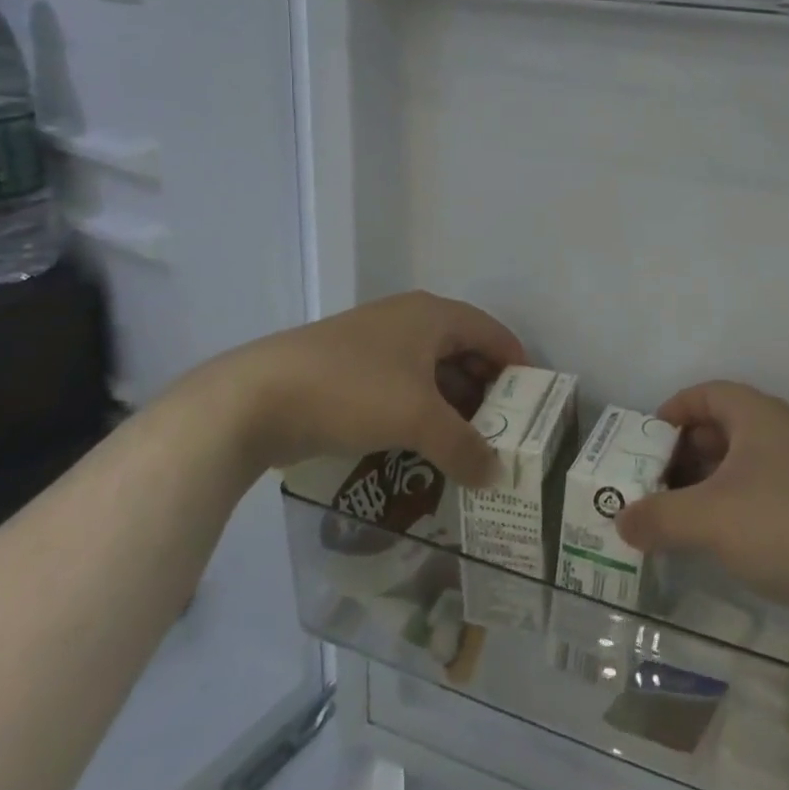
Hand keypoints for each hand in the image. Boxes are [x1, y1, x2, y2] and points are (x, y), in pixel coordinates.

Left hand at [183, 291, 525, 485]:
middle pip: (464, 351)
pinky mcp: (349, 370)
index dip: (518, 365)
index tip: (534, 404)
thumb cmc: (351, 391)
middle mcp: (408, 320)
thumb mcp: (417, 419)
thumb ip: (464, 447)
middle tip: (504, 433)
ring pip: (431, 372)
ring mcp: (376, 344)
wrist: (254, 398)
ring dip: (452, 406)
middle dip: (486, 392)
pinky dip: (420, 412)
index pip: (493, 333)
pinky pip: (402, 387)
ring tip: (469, 447)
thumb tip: (496, 474)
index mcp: (432, 315)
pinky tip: (424, 446)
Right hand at [615, 382, 788, 616]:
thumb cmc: (787, 525)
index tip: (643, 444)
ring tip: (676, 520)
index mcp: (756, 415)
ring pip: (742, 466)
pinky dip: (734, 510)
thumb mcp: (710, 519)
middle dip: (683, 454)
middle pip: (721, 428)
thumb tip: (621, 522)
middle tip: (652, 487)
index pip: (706, 393)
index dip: (672, 411)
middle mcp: (781, 432)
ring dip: (707, 486)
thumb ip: (658, 518)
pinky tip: (720, 544)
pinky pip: (763, 495)